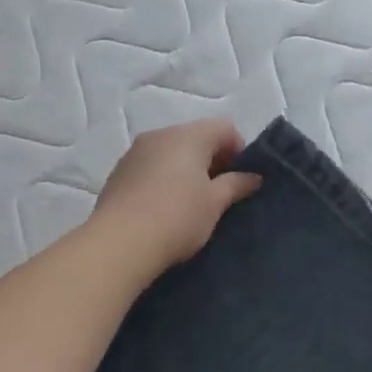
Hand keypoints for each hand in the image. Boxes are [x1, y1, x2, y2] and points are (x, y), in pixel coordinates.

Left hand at [91, 120, 262, 275]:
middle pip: (195, 138)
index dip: (239, 151)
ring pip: (170, 153)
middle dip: (212, 161)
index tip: (241, 180)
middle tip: (220, 195)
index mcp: (187, 135)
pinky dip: (163, 180)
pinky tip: (164, 208)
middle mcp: (159, 135)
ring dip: (186, 171)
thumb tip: (253, 177)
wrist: (120, 243)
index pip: (224, 128)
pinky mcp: (118, 174)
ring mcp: (134, 153)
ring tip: (191, 204)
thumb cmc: (177, 218)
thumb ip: (236, 185)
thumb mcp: (214, 203)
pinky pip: (150, 168)